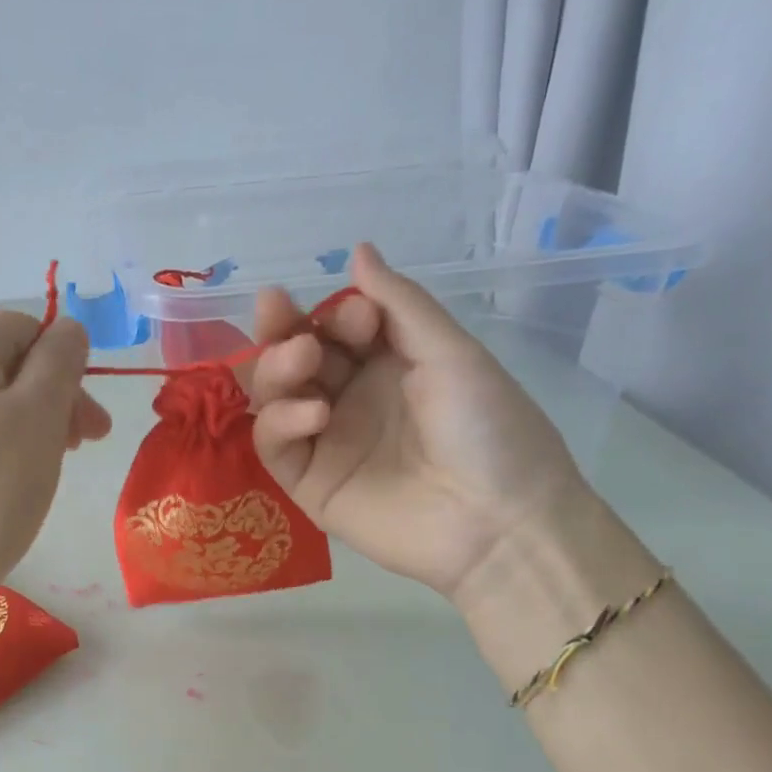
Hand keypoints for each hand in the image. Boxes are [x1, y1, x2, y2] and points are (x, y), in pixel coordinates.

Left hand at [0, 313, 109, 616]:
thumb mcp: (39, 416)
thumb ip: (60, 360)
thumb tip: (68, 328)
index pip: (25, 327)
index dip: (66, 365)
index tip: (89, 423)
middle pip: (4, 366)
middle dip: (53, 400)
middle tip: (82, 449)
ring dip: (28, 429)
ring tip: (43, 473)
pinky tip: (2, 491)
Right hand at [249, 242, 585, 604]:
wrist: (499, 522)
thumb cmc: (488, 428)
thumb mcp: (450, 353)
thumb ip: (399, 303)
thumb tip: (357, 249)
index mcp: (388, 365)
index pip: (334, 327)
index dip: (332, 312)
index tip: (357, 315)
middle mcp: (350, 398)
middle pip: (293, 357)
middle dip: (282, 329)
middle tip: (277, 310)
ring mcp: (326, 442)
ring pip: (273, 396)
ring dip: (276, 368)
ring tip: (303, 361)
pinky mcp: (309, 484)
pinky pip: (274, 444)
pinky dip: (281, 422)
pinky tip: (314, 415)